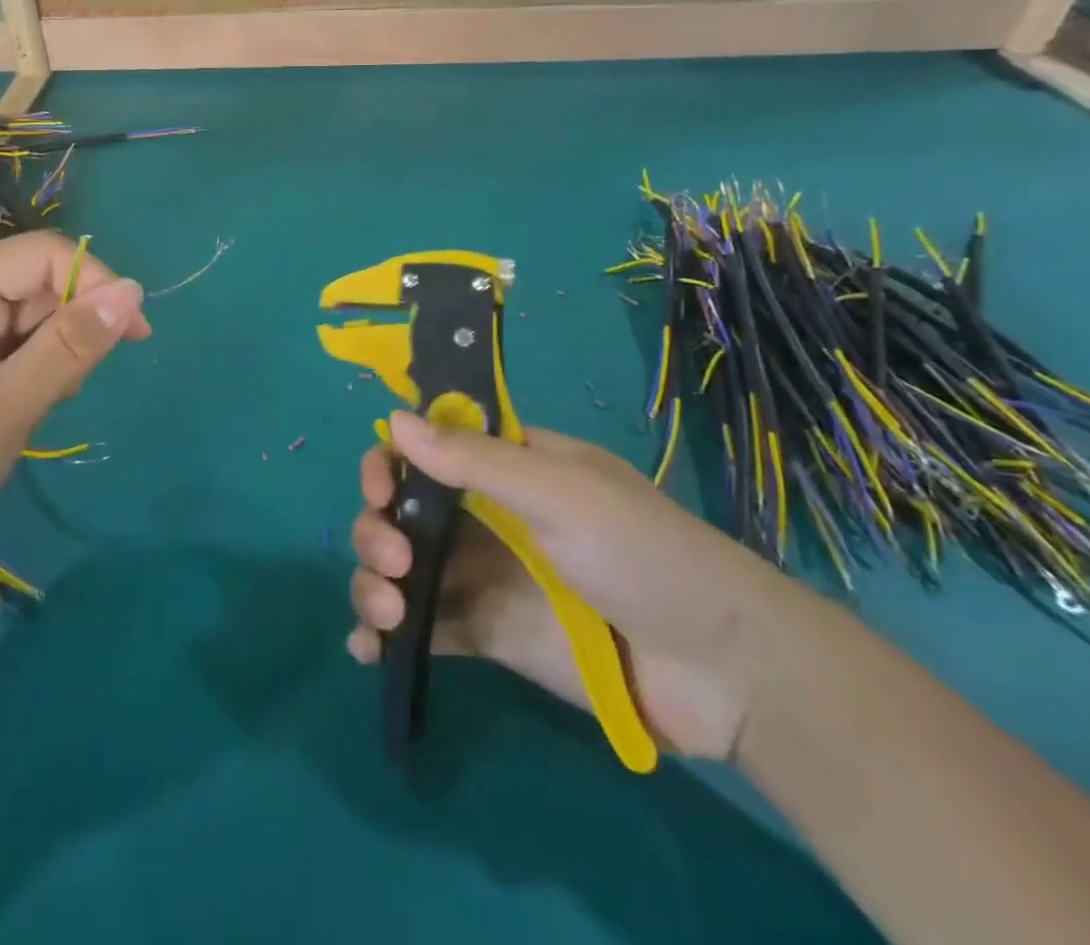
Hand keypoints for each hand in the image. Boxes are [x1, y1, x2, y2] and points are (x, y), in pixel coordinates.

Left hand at [0, 232, 149, 605]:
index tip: (135, 338)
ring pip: (23, 317)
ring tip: (27, 413)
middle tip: (63, 395)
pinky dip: (23, 372)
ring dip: (46, 358)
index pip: (43, 254)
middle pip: (33, 284)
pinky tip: (11, 413)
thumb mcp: (3, 412)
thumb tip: (135, 291)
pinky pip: (2, 343)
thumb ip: (70, 347)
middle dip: (65, 331)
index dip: (96, 284)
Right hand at [347, 413, 789, 761]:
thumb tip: (394, 419)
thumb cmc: (642, 553)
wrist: (720, 669)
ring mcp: (481, 575)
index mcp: (505, 465)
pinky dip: (386, 635)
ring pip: (400, 566)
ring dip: (372, 581)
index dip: (391, 462)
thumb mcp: (561, 492)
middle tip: (394, 558)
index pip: (426, 448)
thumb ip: (475, 460)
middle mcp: (483, 514)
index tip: (382, 488)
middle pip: (401, 509)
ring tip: (386, 614)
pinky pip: (423, 626)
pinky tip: (369, 649)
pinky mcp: (485, 633)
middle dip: (376, 527)